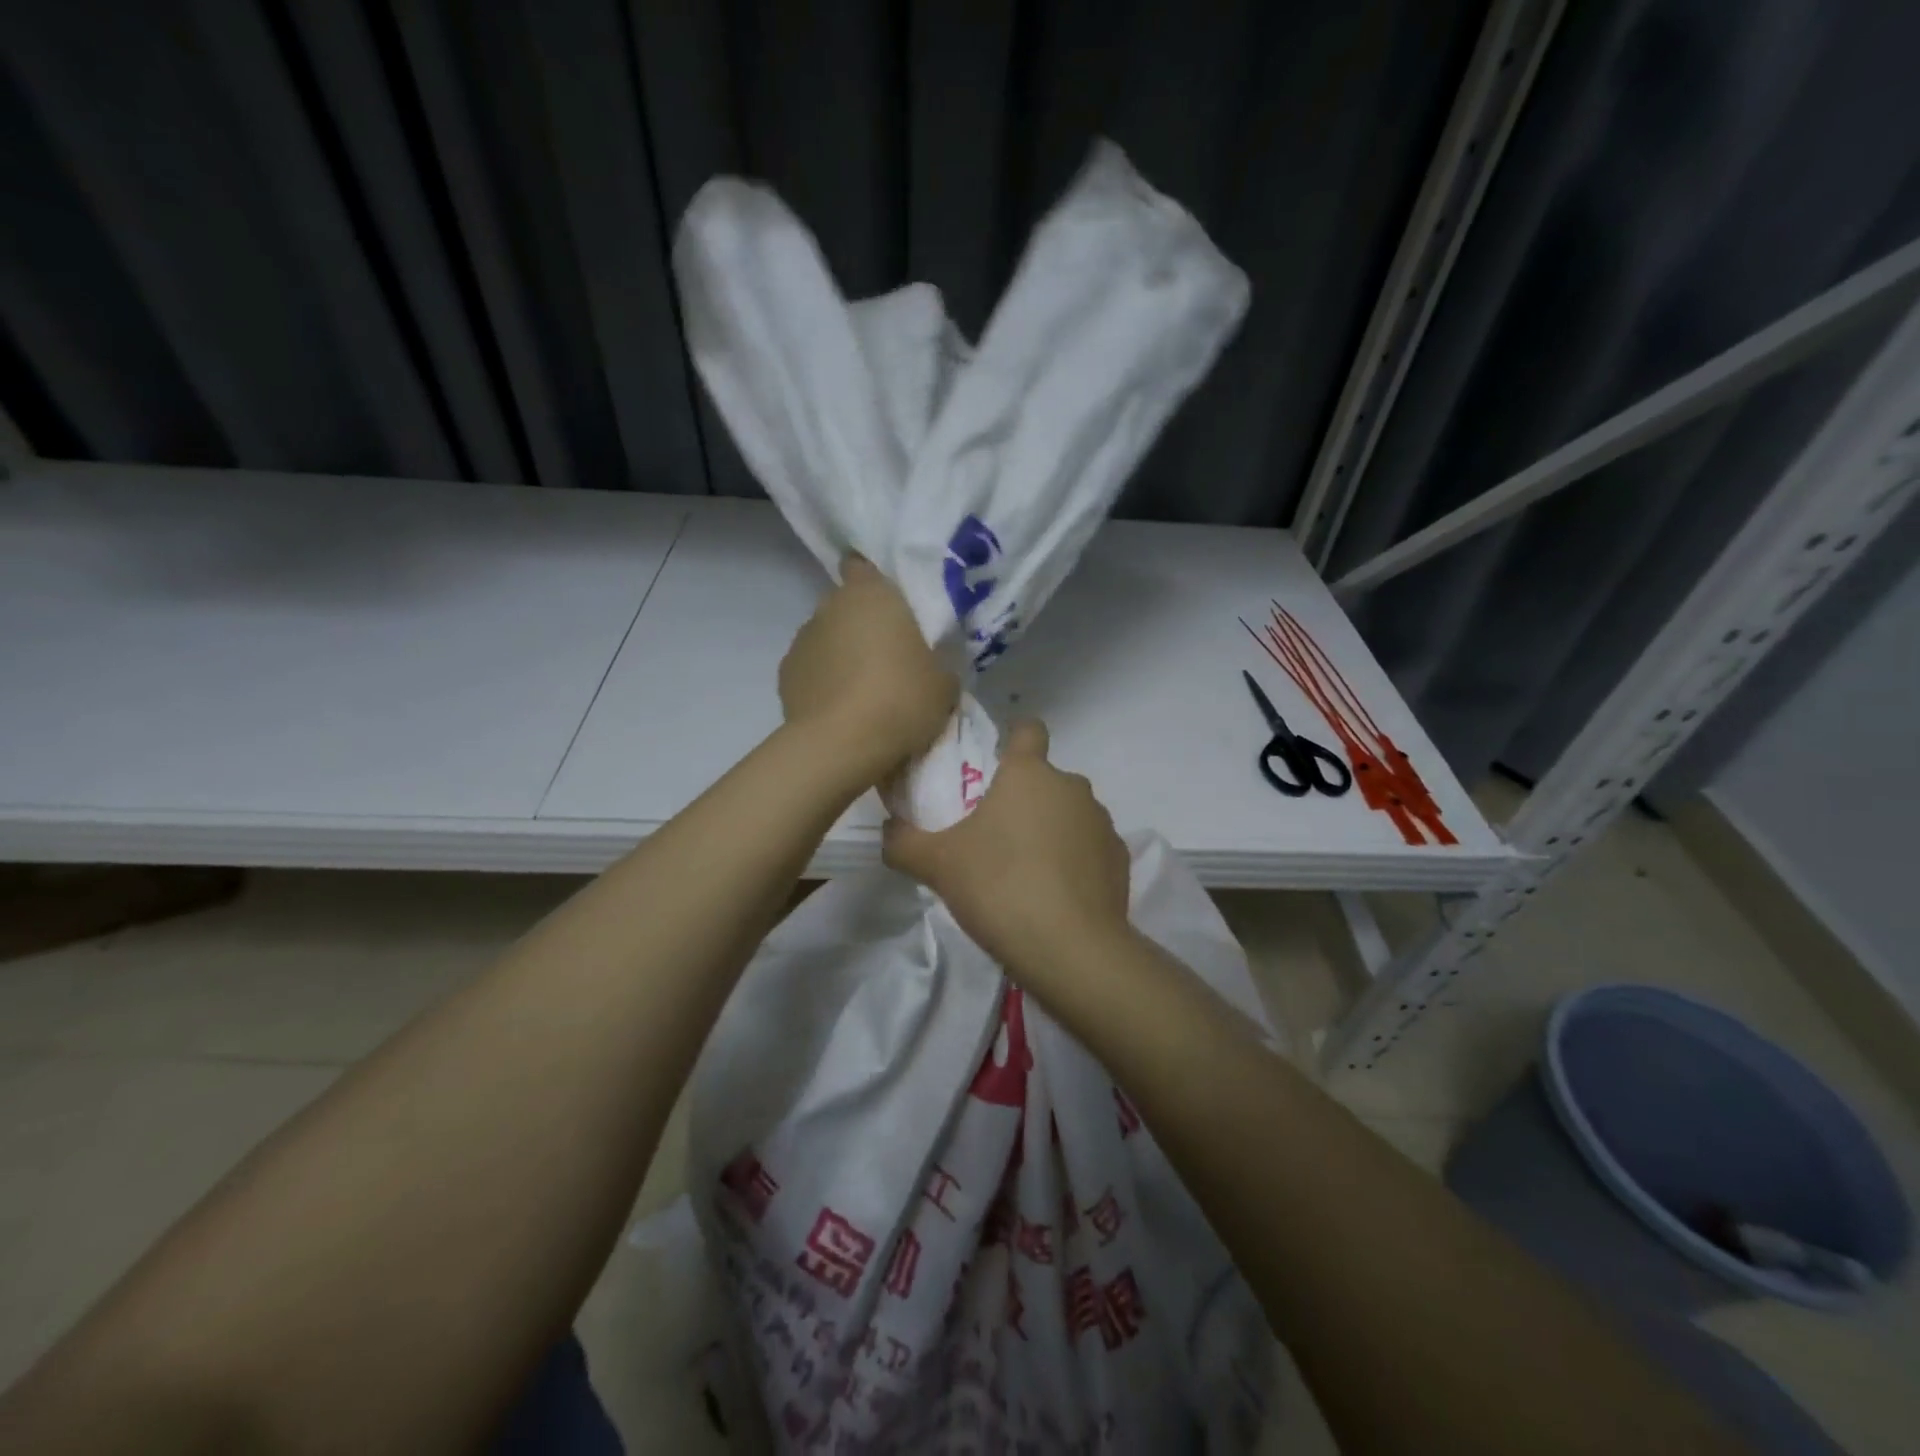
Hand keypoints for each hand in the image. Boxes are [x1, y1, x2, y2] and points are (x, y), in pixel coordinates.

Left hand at [780, 556, 958, 778]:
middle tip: (889, 658)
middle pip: (847, 607)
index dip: (874, 582)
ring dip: (842, 656)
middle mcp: (830, 606)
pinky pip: (812, 671)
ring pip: (827, 639)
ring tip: (864, 692)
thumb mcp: (944, 682)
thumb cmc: (901, 699)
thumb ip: (936, 660)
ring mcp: (801, 640)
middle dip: (863, 626)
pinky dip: (824, 683)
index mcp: (871, 594)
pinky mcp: (784, 676)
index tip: (892, 607)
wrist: (842, 746)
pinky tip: (841, 710)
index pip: (863, 567)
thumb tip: (927, 664)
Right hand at [882, 720, 1131, 983]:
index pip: (1028, 729)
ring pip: (1069, 813)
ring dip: (1050, 830)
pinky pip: (1090, 847)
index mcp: (1029, 773)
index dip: (1013, 740)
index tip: (995, 765)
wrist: (1071, 949)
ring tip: (1025, 873)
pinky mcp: (1121, 858)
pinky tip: (1056, 895)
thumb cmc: (999, 888)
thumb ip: (903, 841)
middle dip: (1023, 799)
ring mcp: (1102, 822)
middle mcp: (1072, 787)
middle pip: (1045, 779)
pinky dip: (1075, 861)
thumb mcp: (936, 865)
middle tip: (993, 837)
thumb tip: (889, 829)